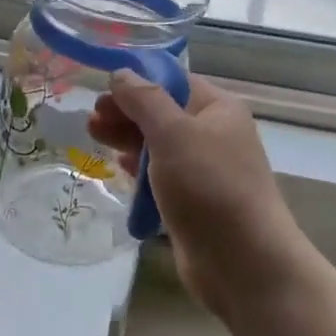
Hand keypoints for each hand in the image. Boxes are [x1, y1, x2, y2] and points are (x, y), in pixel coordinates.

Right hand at [88, 72, 310, 320]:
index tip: (101, 89)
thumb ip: (145, 100)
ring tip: (93, 136)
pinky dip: (139, 169)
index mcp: (219, 109)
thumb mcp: (173, 134)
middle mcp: (215, 134)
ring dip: (127, 139)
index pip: (173, 82)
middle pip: (163, 113)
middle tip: (92, 119)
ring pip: (159, 145)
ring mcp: (205, 170)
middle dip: (126, 112)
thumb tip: (122, 73)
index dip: (137, 82)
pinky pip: (161, 176)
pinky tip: (118, 167)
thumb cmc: (209, 187)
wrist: (243, 262)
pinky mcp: (193, 201)